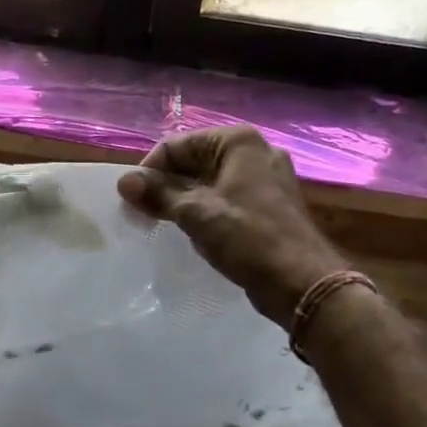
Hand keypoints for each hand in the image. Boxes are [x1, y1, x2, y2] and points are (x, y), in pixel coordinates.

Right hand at [118, 125, 347, 327]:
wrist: (303, 283)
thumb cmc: (248, 239)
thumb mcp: (196, 214)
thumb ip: (158, 194)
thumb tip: (124, 182)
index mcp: (238, 142)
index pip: (177, 145)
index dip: (150, 170)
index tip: (131, 200)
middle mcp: (255, 152)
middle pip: (194, 161)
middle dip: (166, 185)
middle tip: (143, 214)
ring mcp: (266, 178)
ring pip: (210, 182)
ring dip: (183, 200)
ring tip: (163, 225)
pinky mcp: (270, 204)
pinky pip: (226, 198)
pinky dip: (205, 210)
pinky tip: (193, 233)